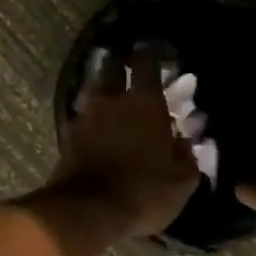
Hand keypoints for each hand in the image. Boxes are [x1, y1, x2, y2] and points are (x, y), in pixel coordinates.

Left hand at [48, 46, 199, 239]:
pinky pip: (82, 114)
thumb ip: (187, 156)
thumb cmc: (143, 192)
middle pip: (112, 68)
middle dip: (121, 62)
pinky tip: (96, 121)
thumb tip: (186, 140)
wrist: (87, 210)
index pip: (146, 63)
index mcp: (144, 103)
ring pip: (93, 88)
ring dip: (102, 85)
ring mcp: (86, 116)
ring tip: (110, 90)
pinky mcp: (68, 135)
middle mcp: (112, 100)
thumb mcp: (180, 182)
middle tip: (128, 63)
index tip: (154, 45)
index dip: (151, 51)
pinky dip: (90, 113)